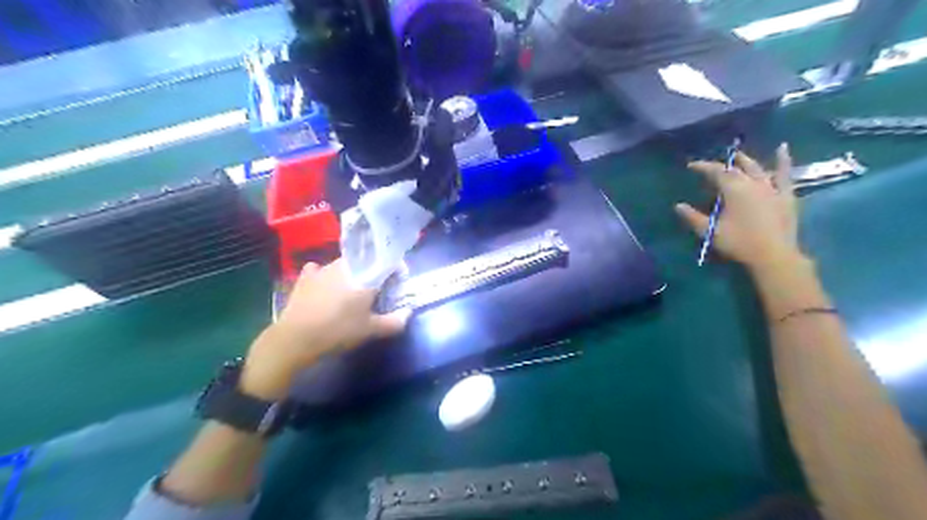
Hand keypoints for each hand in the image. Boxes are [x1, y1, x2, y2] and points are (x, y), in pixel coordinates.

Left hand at [242, 258, 407, 400]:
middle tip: (377, 293)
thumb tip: (408, 313)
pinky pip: (319, 269)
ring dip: (352, 274)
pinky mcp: (305, 277)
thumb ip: (394, 321)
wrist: (296, 338)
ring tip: (352, 293)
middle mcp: (345, 265)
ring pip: (345, 265)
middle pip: (366, 263)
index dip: (396, 271)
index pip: (388, 262)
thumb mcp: (371, 330)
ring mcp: (323, 268)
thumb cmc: (339, 331)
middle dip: (375, 274)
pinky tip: (324, 286)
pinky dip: (325, 275)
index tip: (398, 284)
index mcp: (365, 274)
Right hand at [675, 142, 804, 270]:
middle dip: (722, 165)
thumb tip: (678, 206)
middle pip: (735, 168)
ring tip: (738, 156)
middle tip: (712, 164)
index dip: (703, 166)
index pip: (715, 172)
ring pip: (757, 168)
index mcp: (733, 190)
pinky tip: (782, 148)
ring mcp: (771, 187)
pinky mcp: (785, 195)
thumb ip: (693, 217)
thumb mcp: (710, 232)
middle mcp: (752, 183)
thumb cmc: (738, 242)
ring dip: (746, 160)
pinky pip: (784, 174)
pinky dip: (783, 160)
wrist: (773, 255)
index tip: (691, 166)